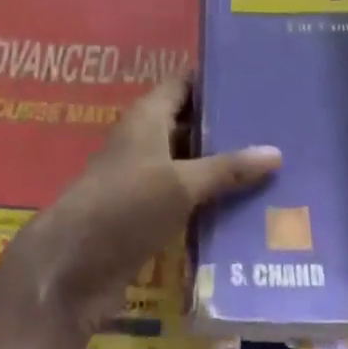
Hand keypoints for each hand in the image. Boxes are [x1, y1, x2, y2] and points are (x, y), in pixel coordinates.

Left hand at [0, 76, 281, 343]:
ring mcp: (144, 180)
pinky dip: (211, 199)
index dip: (214, 80)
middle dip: (227, 126)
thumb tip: (276, 152)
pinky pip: (186, 198)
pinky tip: (248, 206)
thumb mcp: (181, 184)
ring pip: (190, 164)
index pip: (183, 84)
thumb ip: (227, 168)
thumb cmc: (124, 207)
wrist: (71, 269)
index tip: (255, 79)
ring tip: (274, 164)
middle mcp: (144, 142)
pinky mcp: (146, 215)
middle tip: (276, 125)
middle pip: (190, 124)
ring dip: (222, 166)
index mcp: (147, 118)